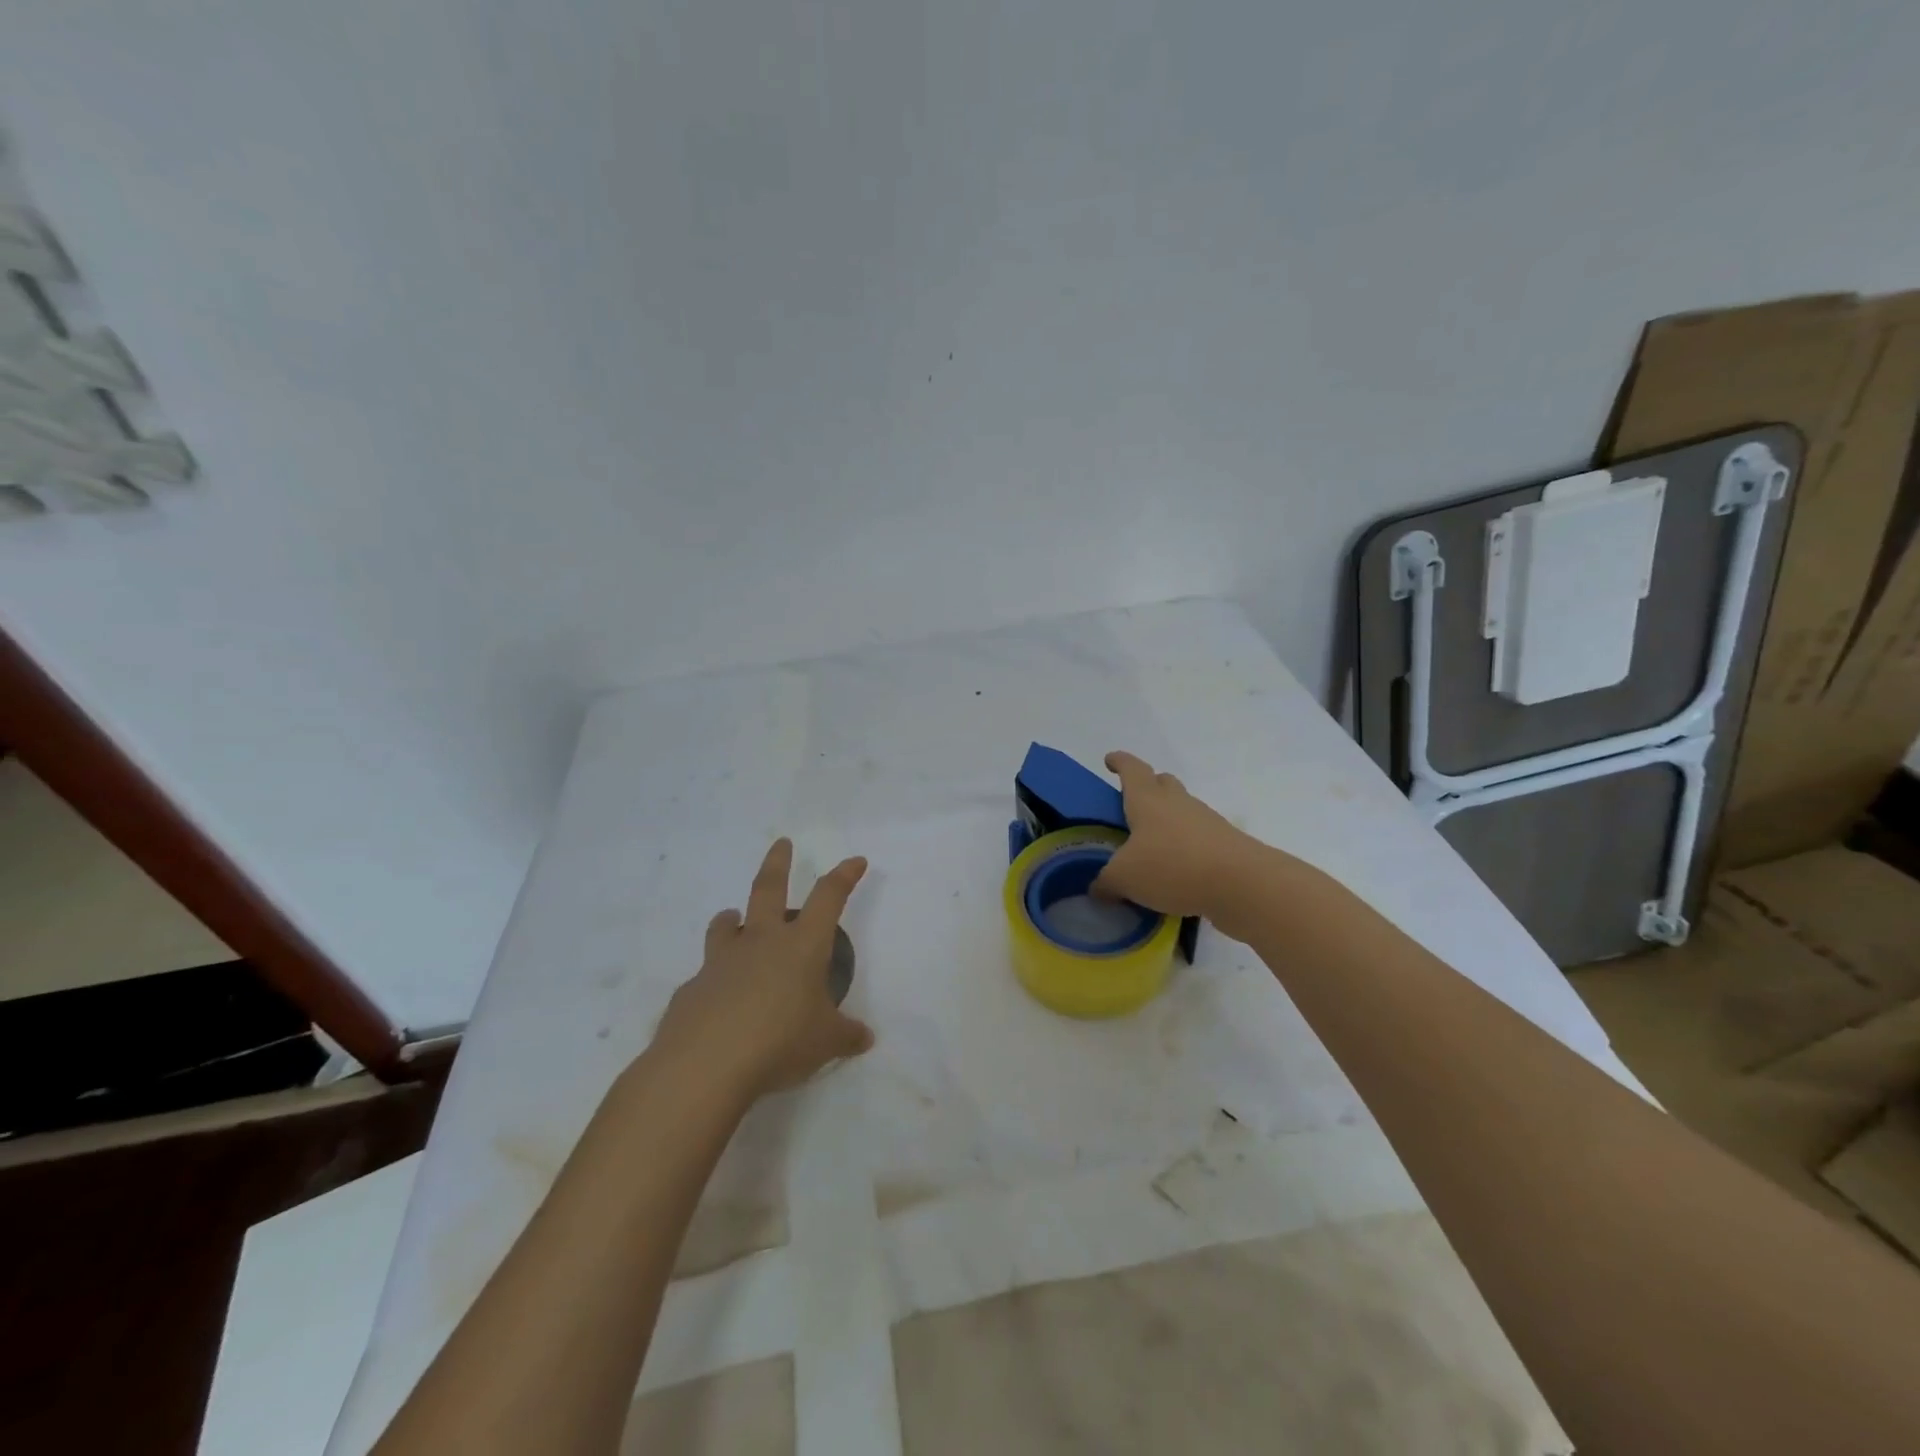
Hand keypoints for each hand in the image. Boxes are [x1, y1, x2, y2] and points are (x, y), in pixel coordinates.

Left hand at [651, 838, 874, 1102]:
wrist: (704, 1065)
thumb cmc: (780, 1042)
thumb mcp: (825, 1043)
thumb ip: (846, 1036)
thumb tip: (865, 1037)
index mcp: (802, 946)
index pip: (828, 897)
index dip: (844, 876)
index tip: (855, 861)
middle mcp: (761, 941)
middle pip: (769, 888)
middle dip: (778, 862)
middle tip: (781, 843)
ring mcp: (721, 961)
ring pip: (727, 925)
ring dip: (732, 918)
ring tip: (733, 918)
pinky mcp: (692, 988)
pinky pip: (705, 976)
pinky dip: (714, 979)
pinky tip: (717, 1002)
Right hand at [1093, 751, 1263, 932]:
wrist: (1242, 884)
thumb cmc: (1173, 866)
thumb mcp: (1125, 878)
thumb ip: (1107, 881)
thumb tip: (1099, 888)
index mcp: (1148, 800)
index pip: (1132, 769)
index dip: (1119, 762)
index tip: (1110, 760)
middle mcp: (1177, 803)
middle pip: (1163, 783)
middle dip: (1148, 787)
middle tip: (1132, 805)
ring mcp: (1206, 822)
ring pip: (1182, 811)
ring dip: (1168, 821)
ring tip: (1150, 846)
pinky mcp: (1225, 846)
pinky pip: (1198, 839)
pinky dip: (1185, 848)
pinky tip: (1175, 872)